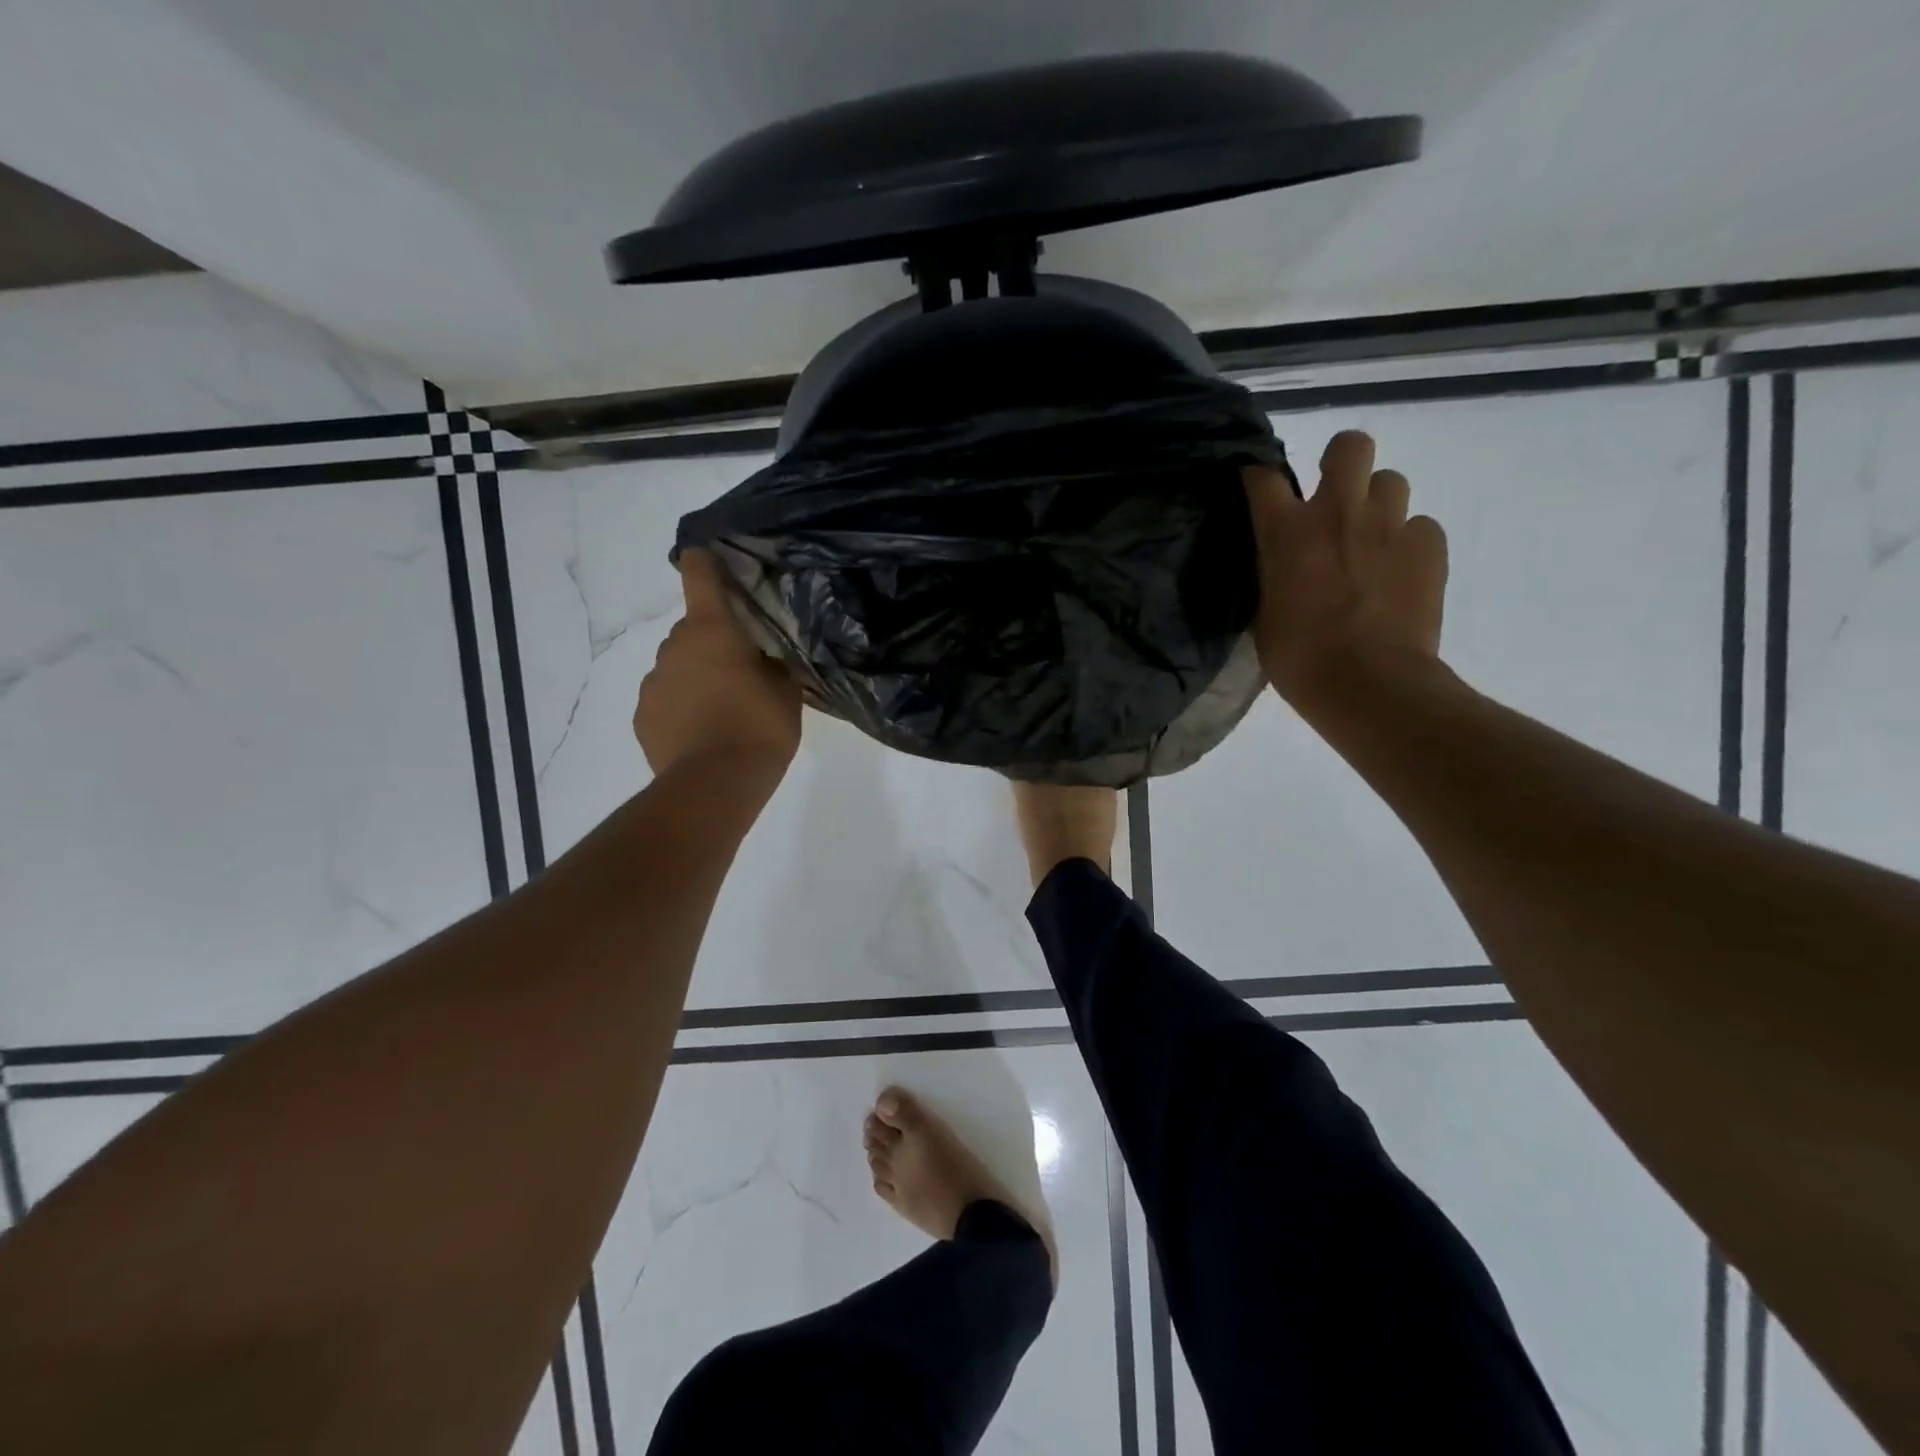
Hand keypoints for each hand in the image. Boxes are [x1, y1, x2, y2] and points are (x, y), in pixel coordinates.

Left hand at [633, 551, 801, 782]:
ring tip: (721, 712)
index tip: (706, 556)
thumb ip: (773, 668)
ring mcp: (653, 683)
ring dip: (695, 678)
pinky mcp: (642, 716)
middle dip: (712, 644)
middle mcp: (675, 648)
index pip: (699, 576)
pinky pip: (664, 700)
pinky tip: (701, 733)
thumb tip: (763, 663)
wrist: (714, 785)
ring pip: (676, 667)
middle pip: (692, 631)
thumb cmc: (759, 728)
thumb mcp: (786, 693)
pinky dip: (680, 708)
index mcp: (712, 631)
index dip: (703, 562)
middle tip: (740, 673)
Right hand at [1242, 431, 1448, 708]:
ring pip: (1391, 481)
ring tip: (1372, 540)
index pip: (1263, 476)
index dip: (1260, 477)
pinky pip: (1421, 526)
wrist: (1369, 684)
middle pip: (1349, 445)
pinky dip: (1409, 543)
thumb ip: (1273, 575)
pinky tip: (1400, 573)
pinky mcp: (1430, 546)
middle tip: (1335, 498)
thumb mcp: (1264, 614)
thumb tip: (1281, 563)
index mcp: (1286, 532)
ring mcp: (1389, 525)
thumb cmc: (1299, 659)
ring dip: (1378, 503)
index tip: (1261, 490)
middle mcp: (1338, 512)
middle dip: (1341, 462)